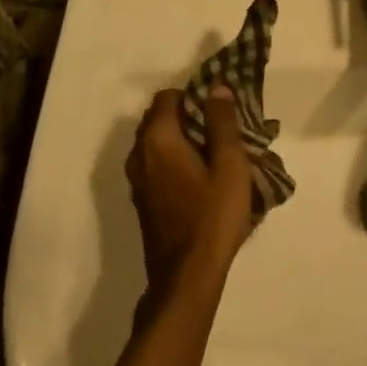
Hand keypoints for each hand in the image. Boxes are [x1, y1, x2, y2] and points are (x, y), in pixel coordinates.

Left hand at [125, 86, 256, 307]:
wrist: (187, 278)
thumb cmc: (212, 216)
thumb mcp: (229, 164)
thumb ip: (222, 122)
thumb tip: (216, 87)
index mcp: (158, 140)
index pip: (167, 98)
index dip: (192, 95)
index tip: (218, 108)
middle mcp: (139, 155)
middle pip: (157, 118)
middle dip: (186, 115)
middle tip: (219, 128)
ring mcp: (137, 180)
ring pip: (155, 143)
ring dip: (179, 138)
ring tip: (213, 151)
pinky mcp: (142, 201)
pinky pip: (155, 164)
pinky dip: (173, 158)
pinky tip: (199, 175)